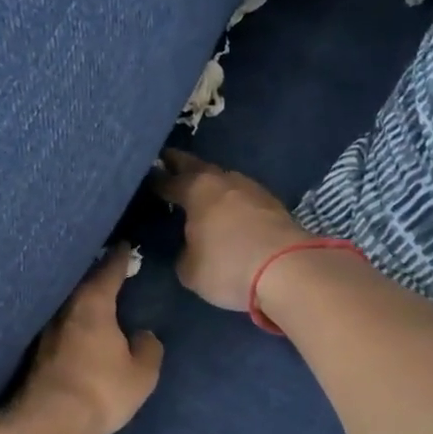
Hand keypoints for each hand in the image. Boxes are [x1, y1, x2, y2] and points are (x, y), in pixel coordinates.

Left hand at [16, 247, 162, 433]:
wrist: (49, 423)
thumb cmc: (101, 391)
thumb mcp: (141, 374)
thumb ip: (148, 349)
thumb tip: (144, 335)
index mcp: (93, 304)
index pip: (108, 270)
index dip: (119, 257)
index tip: (125, 246)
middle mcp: (65, 308)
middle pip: (82, 283)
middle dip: (96, 275)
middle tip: (109, 268)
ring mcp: (45, 330)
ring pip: (67, 304)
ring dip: (80, 299)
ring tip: (94, 297)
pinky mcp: (34, 352)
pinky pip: (59, 325)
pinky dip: (70, 322)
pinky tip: (77, 329)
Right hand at [153, 150, 309, 312]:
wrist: (289, 271)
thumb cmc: (229, 266)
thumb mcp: (190, 270)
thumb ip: (183, 252)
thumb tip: (190, 246)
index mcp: (196, 189)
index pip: (167, 181)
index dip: (154, 182)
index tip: (143, 181)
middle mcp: (223, 180)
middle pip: (196, 166)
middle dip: (180, 165)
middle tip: (166, 163)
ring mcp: (252, 188)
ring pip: (223, 178)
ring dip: (209, 182)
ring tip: (198, 189)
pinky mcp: (273, 203)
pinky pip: (242, 195)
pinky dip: (230, 198)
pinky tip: (227, 208)